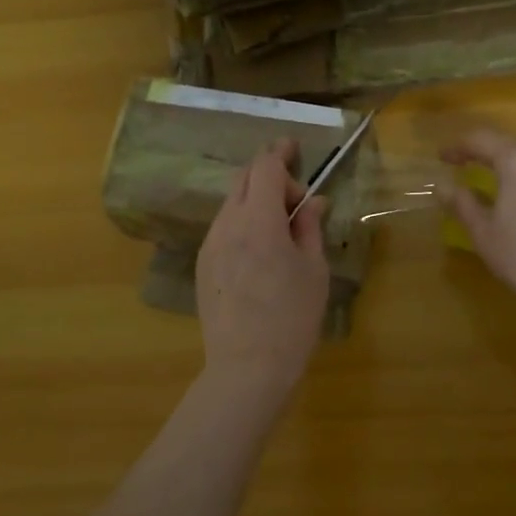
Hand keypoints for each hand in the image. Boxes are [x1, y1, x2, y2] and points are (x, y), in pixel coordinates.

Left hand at [196, 140, 331, 396]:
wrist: (248, 367)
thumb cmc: (292, 317)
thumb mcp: (313, 270)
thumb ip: (310, 228)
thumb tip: (312, 201)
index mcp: (259, 221)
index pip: (265, 168)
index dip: (280, 153)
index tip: (295, 148)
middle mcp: (227, 225)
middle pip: (243, 179)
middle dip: (268, 173)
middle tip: (293, 185)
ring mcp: (210, 245)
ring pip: (231, 204)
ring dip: (255, 199)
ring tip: (280, 220)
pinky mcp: (202, 265)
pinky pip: (223, 228)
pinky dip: (242, 220)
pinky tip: (260, 246)